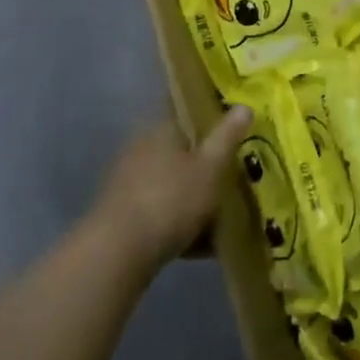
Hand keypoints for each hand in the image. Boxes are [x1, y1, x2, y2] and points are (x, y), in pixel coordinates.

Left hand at [95, 107, 251, 271]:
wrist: (117, 255)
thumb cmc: (170, 199)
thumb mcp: (210, 167)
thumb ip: (227, 136)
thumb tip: (243, 105)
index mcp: (161, 129)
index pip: (187, 110)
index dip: (210, 115)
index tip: (233, 126)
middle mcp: (141, 149)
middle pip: (181, 149)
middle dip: (206, 161)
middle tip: (234, 173)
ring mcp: (128, 182)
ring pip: (172, 181)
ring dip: (194, 194)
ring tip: (225, 214)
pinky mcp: (123, 214)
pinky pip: (161, 211)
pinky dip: (181, 221)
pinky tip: (202, 244)